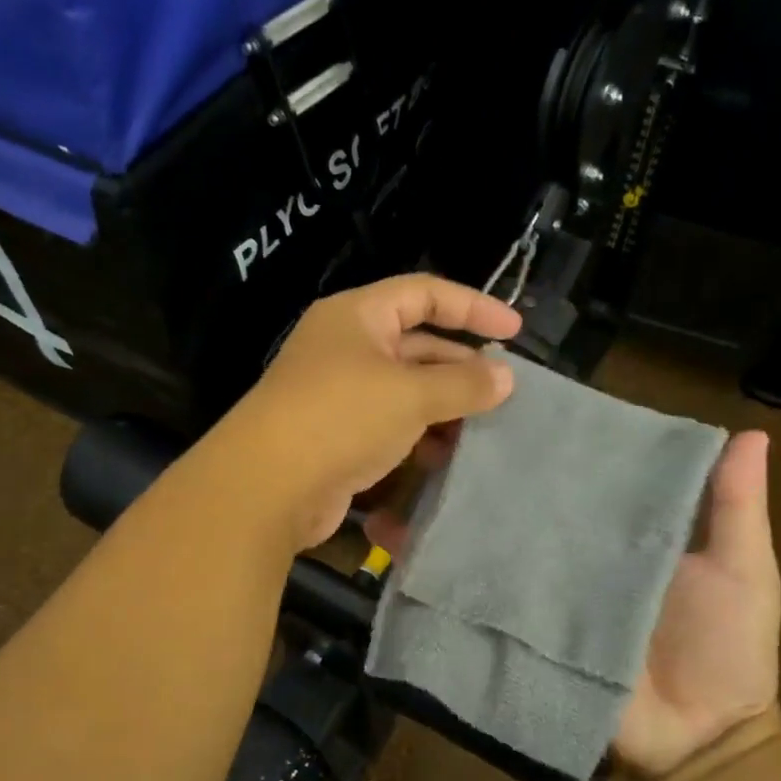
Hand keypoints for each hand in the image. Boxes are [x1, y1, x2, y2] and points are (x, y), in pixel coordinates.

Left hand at [221, 275, 521, 551]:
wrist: (267, 487)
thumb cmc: (340, 418)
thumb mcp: (410, 394)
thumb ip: (463, 383)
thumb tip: (506, 377)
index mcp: (357, 316)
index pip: (425, 293)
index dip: (473, 307)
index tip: (514, 331)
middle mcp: (346, 347)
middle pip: (417, 344)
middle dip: (460, 366)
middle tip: (502, 392)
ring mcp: (338, 393)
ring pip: (405, 390)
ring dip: (442, 407)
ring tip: (480, 429)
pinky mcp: (337, 435)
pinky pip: (389, 424)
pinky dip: (417, 435)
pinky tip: (443, 457)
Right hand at [366, 427, 780, 780]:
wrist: (698, 745)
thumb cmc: (727, 650)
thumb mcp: (741, 570)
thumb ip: (734, 508)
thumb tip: (752, 433)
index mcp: (612, 526)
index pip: (567, 468)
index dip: (534, 435)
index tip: (494, 396)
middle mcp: (564, 548)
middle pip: (511, 497)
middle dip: (470, 462)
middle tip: (429, 427)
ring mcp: (534, 589)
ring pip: (478, 538)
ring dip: (437, 507)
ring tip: (395, 469)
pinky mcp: (512, 629)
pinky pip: (467, 596)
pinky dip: (429, 570)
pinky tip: (390, 541)